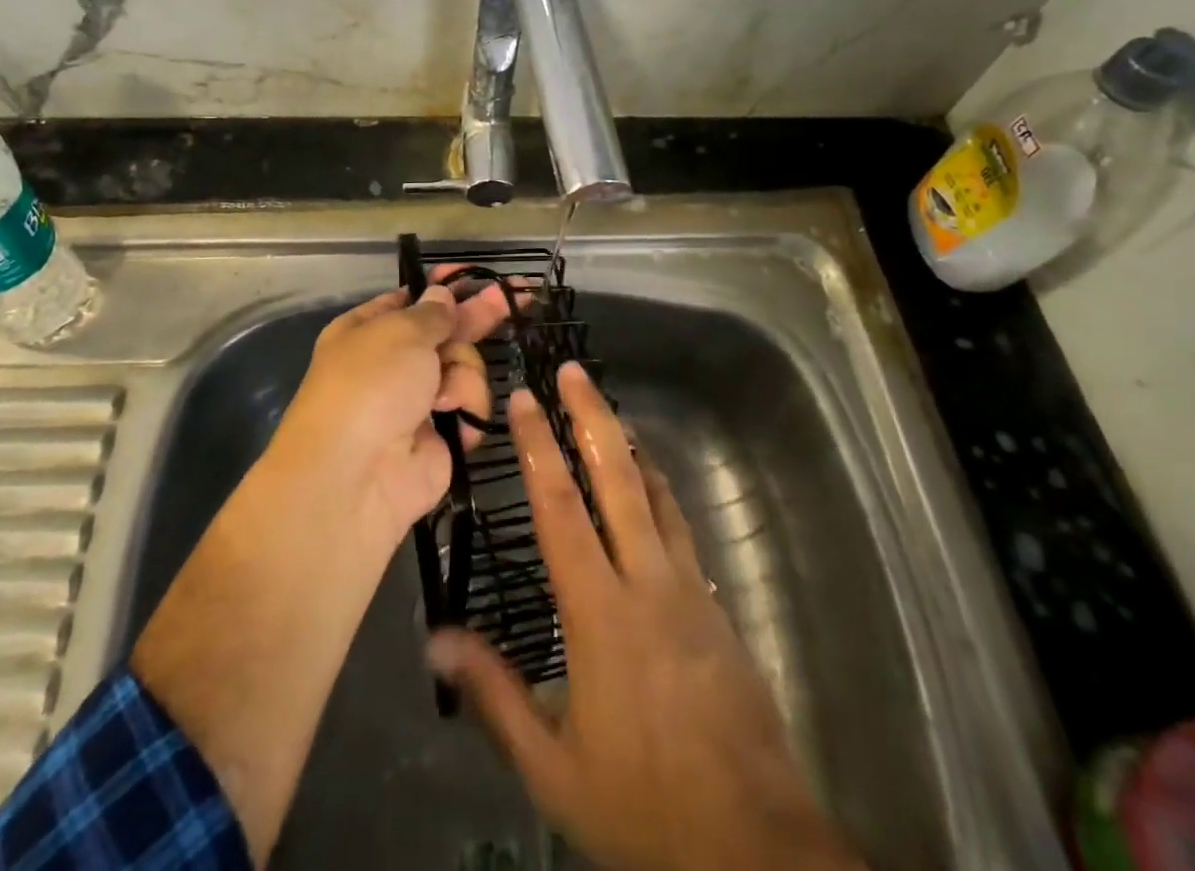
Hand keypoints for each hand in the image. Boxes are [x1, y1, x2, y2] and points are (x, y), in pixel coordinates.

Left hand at [271, 270, 512, 544]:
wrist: (355, 476)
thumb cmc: (370, 385)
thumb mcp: (401, 332)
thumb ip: (432, 313)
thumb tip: (441, 295)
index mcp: (368, 330)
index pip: (412, 299)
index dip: (443, 288)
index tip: (474, 276)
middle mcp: (392, 362)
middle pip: (445, 332)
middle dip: (476, 318)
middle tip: (518, 297)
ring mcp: (416, 401)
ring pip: (464, 368)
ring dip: (463, 375)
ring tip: (445, 395)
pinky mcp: (440, 436)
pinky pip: (469, 408)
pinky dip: (466, 411)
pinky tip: (453, 419)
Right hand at [426, 365, 864, 870]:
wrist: (758, 850)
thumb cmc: (643, 806)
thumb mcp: (552, 766)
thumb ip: (494, 695)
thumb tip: (435, 640)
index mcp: (600, 613)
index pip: (560, 511)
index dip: (537, 449)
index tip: (522, 400)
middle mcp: (648, 583)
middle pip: (618, 479)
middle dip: (591, 417)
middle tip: (573, 370)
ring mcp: (691, 592)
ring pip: (658, 497)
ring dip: (630, 448)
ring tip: (610, 414)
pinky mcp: (718, 612)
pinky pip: (682, 532)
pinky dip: (660, 495)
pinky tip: (652, 493)